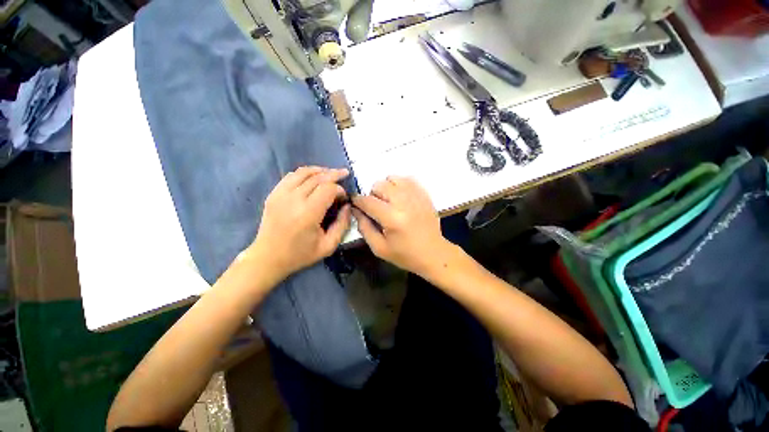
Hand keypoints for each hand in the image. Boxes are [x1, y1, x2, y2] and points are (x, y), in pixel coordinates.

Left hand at [250, 166, 350, 280]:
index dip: (340, 189)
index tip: (344, 197)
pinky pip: (291, 176)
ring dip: (320, 170)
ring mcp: (281, 194)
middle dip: (334, 174)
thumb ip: (342, 224)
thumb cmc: (300, 254)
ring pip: (304, 172)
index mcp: (308, 213)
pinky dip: (305, 173)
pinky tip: (313, 177)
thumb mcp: (328, 246)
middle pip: (318, 177)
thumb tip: (347, 206)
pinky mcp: (273, 194)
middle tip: (345, 173)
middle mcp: (293, 199)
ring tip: (331, 172)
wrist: (268, 257)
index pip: (328, 189)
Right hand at [352, 176, 449, 275]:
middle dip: (372, 195)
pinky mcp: (424, 194)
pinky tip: (400, 196)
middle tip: (377, 207)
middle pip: (379, 185)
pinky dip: (400, 184)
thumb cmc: (405, 254)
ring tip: (389, 201)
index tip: (355, 203)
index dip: (357, 200)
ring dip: (386, 188)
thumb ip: (364, 227)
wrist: (433, 253)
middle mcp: (404, 203)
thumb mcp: (379, 248)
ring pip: (393, 178)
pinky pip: (407, 179)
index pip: (368, 201)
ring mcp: (416, 196)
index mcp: (392, 218)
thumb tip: (355, 210)